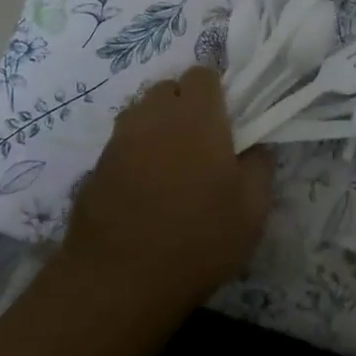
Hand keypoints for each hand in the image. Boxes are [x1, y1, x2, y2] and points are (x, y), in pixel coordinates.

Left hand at [61, 65, 274, 312]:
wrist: (119, 281)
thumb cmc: (198, 238)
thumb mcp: (252, 209)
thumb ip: (260, 166)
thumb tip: (256, 146)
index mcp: (195, 114)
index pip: (203, 74)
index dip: (216, 92)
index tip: (227, 121)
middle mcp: (153, 115)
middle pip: (169, 89)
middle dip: (185, 106)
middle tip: (202, 144)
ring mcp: (119, 139)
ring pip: (142, 114)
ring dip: (158, 128)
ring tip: (172, 168)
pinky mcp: (95, 166)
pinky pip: (122, 144)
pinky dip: (136, 155)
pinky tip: (145, 192)